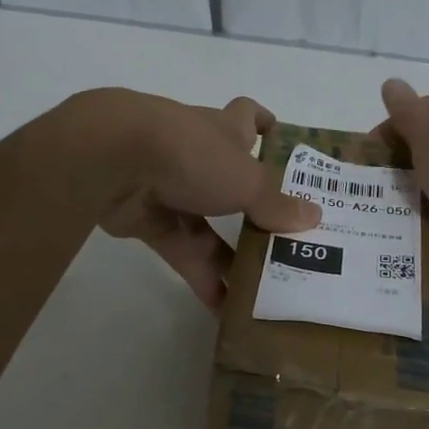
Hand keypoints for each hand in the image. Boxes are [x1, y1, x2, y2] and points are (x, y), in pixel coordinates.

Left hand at [83, 91, 318, 308]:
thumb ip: (277, 204)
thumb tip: (314, 217)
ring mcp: (172, 188)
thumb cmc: (191, 153)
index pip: (248, 117)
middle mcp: (200, 156)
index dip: (265, 126)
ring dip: (234, 257)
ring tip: (266, 289)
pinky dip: (203, 279)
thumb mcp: (245, 179)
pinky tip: (227, 310)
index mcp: (225, 131)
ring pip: (210, 226)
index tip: (283, 145)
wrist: (113, 160)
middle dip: (258, 211)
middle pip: (234, 183)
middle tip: (290, 243)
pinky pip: (183, 253)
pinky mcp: (148, 221)